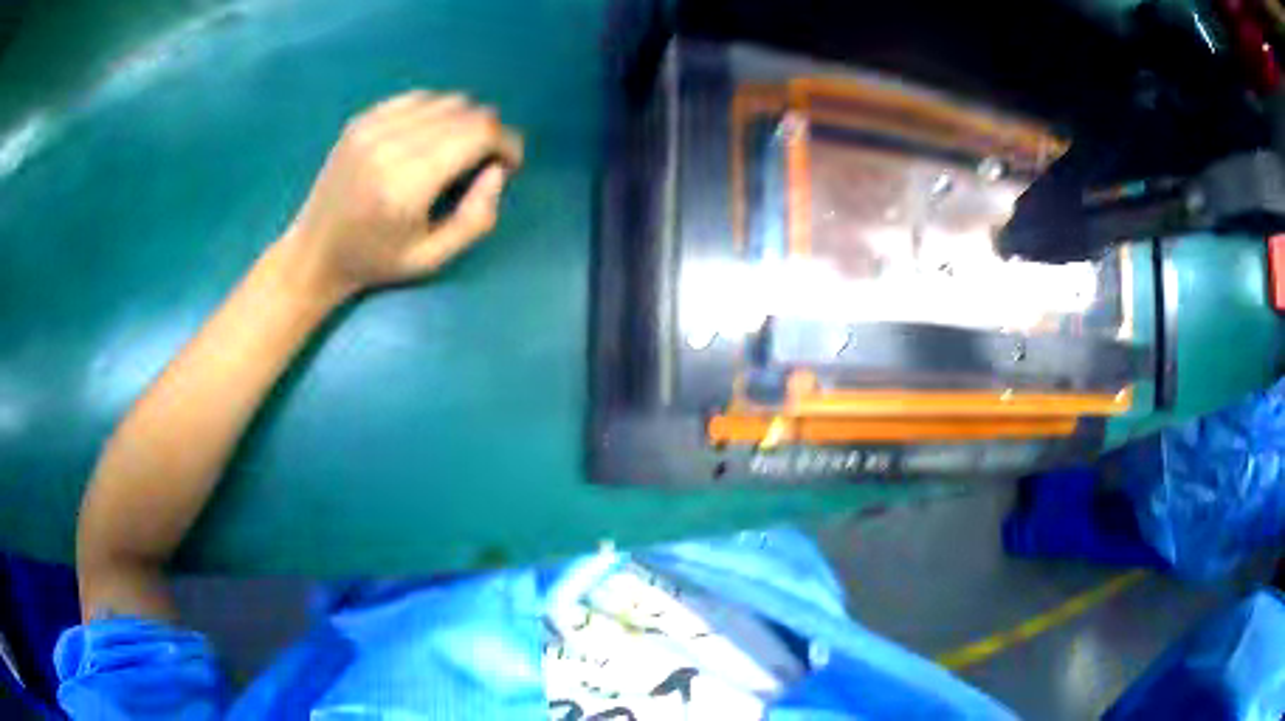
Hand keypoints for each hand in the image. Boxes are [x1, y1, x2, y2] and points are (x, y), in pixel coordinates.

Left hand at [280, 90, 523, 300]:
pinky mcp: (362, 119)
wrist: (315, 252)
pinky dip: (435, 112)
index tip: (508, 163)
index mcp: (408, 183)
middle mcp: (390, 144)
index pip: (479, 132)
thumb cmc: (375, 261)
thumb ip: (477, 218)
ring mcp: (372, 126)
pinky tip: (427, 138)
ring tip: (455, 150)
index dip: (507, 142)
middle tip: (484, 161)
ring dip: (463, 121)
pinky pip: (417, 97)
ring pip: (445, 99)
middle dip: (488, 132)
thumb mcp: (433, 258)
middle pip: (467, 111)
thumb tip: (497, 170)